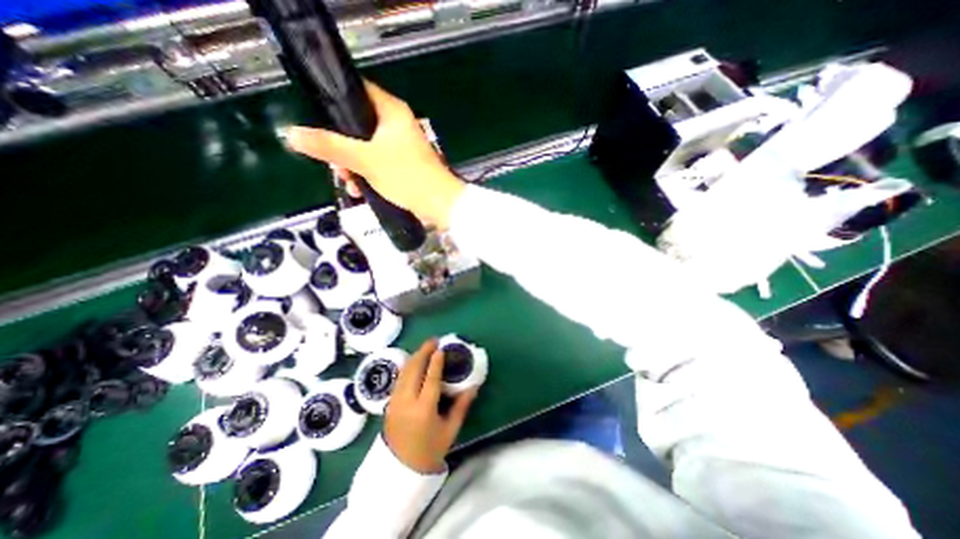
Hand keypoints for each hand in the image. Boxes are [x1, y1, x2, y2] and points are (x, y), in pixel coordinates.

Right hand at [284, 79, 464, 226]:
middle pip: (357, 125)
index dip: (334, 102)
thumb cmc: (407, 177)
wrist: (439, 204)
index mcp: (392, 112)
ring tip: (348, 182)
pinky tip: (361, 191)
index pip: (356, 91)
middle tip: (334, 164)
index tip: (317, 120)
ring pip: (366, 148)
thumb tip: (292, 134)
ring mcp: (402, 146)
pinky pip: (378, 164)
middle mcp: (397, 125)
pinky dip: (368, 175)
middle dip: (342, 147)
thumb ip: (329, 147)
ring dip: (353, 165)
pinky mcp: (404, 165)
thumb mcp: (365, 161)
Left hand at [385, 340, 477, 472]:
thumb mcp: (450, 430)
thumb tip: (473, 387)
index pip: (430, 379)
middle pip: (413, 370)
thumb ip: (461, 406)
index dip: (436, 362)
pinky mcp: (389, 403)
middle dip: (423, 352)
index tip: (441, 348)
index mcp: (423, 410)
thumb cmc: (430, 450)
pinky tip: (415, 361)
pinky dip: (408, 366)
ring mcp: (395, 402)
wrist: (400, 470)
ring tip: (426, 347)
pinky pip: (399, 378)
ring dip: (414, 356)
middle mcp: (406, 402)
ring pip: (404, 371)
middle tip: (434, 341)